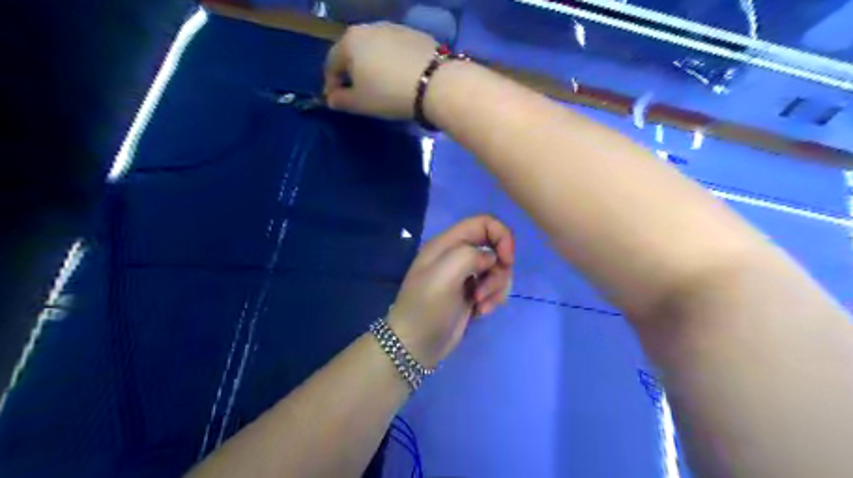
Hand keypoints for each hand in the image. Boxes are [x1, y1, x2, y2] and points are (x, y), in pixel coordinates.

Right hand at [324, 21, 435, 119]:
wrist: (435, 83)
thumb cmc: (389, 93)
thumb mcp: (360, 103)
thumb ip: (341, 100)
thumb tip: (332, 98)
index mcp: (349, 42)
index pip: (331, 64)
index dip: (331, 85)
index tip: (338, 100)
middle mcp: (369, 27)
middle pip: (353, 52)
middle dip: (352, 73)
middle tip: (359, 93)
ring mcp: (394, 28)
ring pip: (375, 49)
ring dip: (373, 66)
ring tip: (382, 85)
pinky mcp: (415, 34)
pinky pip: (396, 50)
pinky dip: (393, 62)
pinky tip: (401, 77)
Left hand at [388, 214, 511, 366]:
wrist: (415, 345)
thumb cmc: (426, 308)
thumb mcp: (444, 275)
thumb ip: (470, 255)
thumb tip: (490, 259)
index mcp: (447, 244)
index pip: (483, 222)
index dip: (501, 236)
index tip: (506, 260)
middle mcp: (457, 255)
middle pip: (494, 248)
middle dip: (499, 270)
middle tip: (485, 291)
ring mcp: (465, 276)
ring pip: (497, 270)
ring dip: (497, 288)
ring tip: (481, 305)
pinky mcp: (471, 294)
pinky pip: (494, 288)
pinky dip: (493, 299)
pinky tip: (481, 312)